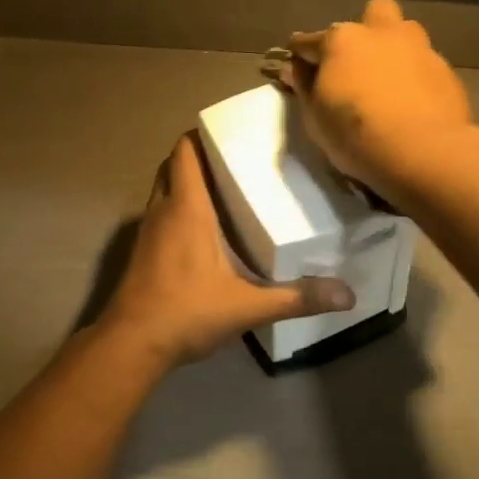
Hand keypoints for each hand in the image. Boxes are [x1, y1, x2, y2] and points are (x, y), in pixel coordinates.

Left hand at [97, 134, 355, 366]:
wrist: (131, 344)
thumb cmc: (186, 312)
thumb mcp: (247, 306)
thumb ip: (296, 298)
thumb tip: (348, 295)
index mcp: (186, 208)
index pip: (185, 152)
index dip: (202, 135)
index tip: (232, 134)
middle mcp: (163, 210)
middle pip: (174, 165)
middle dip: (199, 156)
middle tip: (236, 161)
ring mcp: (147, 230)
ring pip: (165, 189)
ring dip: (187, 183)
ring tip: (226, 189)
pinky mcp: (142, 251)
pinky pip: (161, 213)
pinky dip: (178, 208)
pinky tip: (205, 230)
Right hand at [284, 0, 476, 201]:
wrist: (422, 152)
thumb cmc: (355, 133)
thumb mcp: (315, 117)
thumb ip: (304, 86)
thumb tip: (295, 68)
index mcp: (342, 40)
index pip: (308, 41)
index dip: (299, 57)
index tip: (296, 72)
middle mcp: (381, 33)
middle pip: (372, 13)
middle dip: (363, 30)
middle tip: (357, 63)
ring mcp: (418, 48)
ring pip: (405, 31)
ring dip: (394, 47)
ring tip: (389, 79)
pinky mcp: (446, 70)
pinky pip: (424, 63)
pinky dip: (415, 75)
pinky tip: (413, 102)